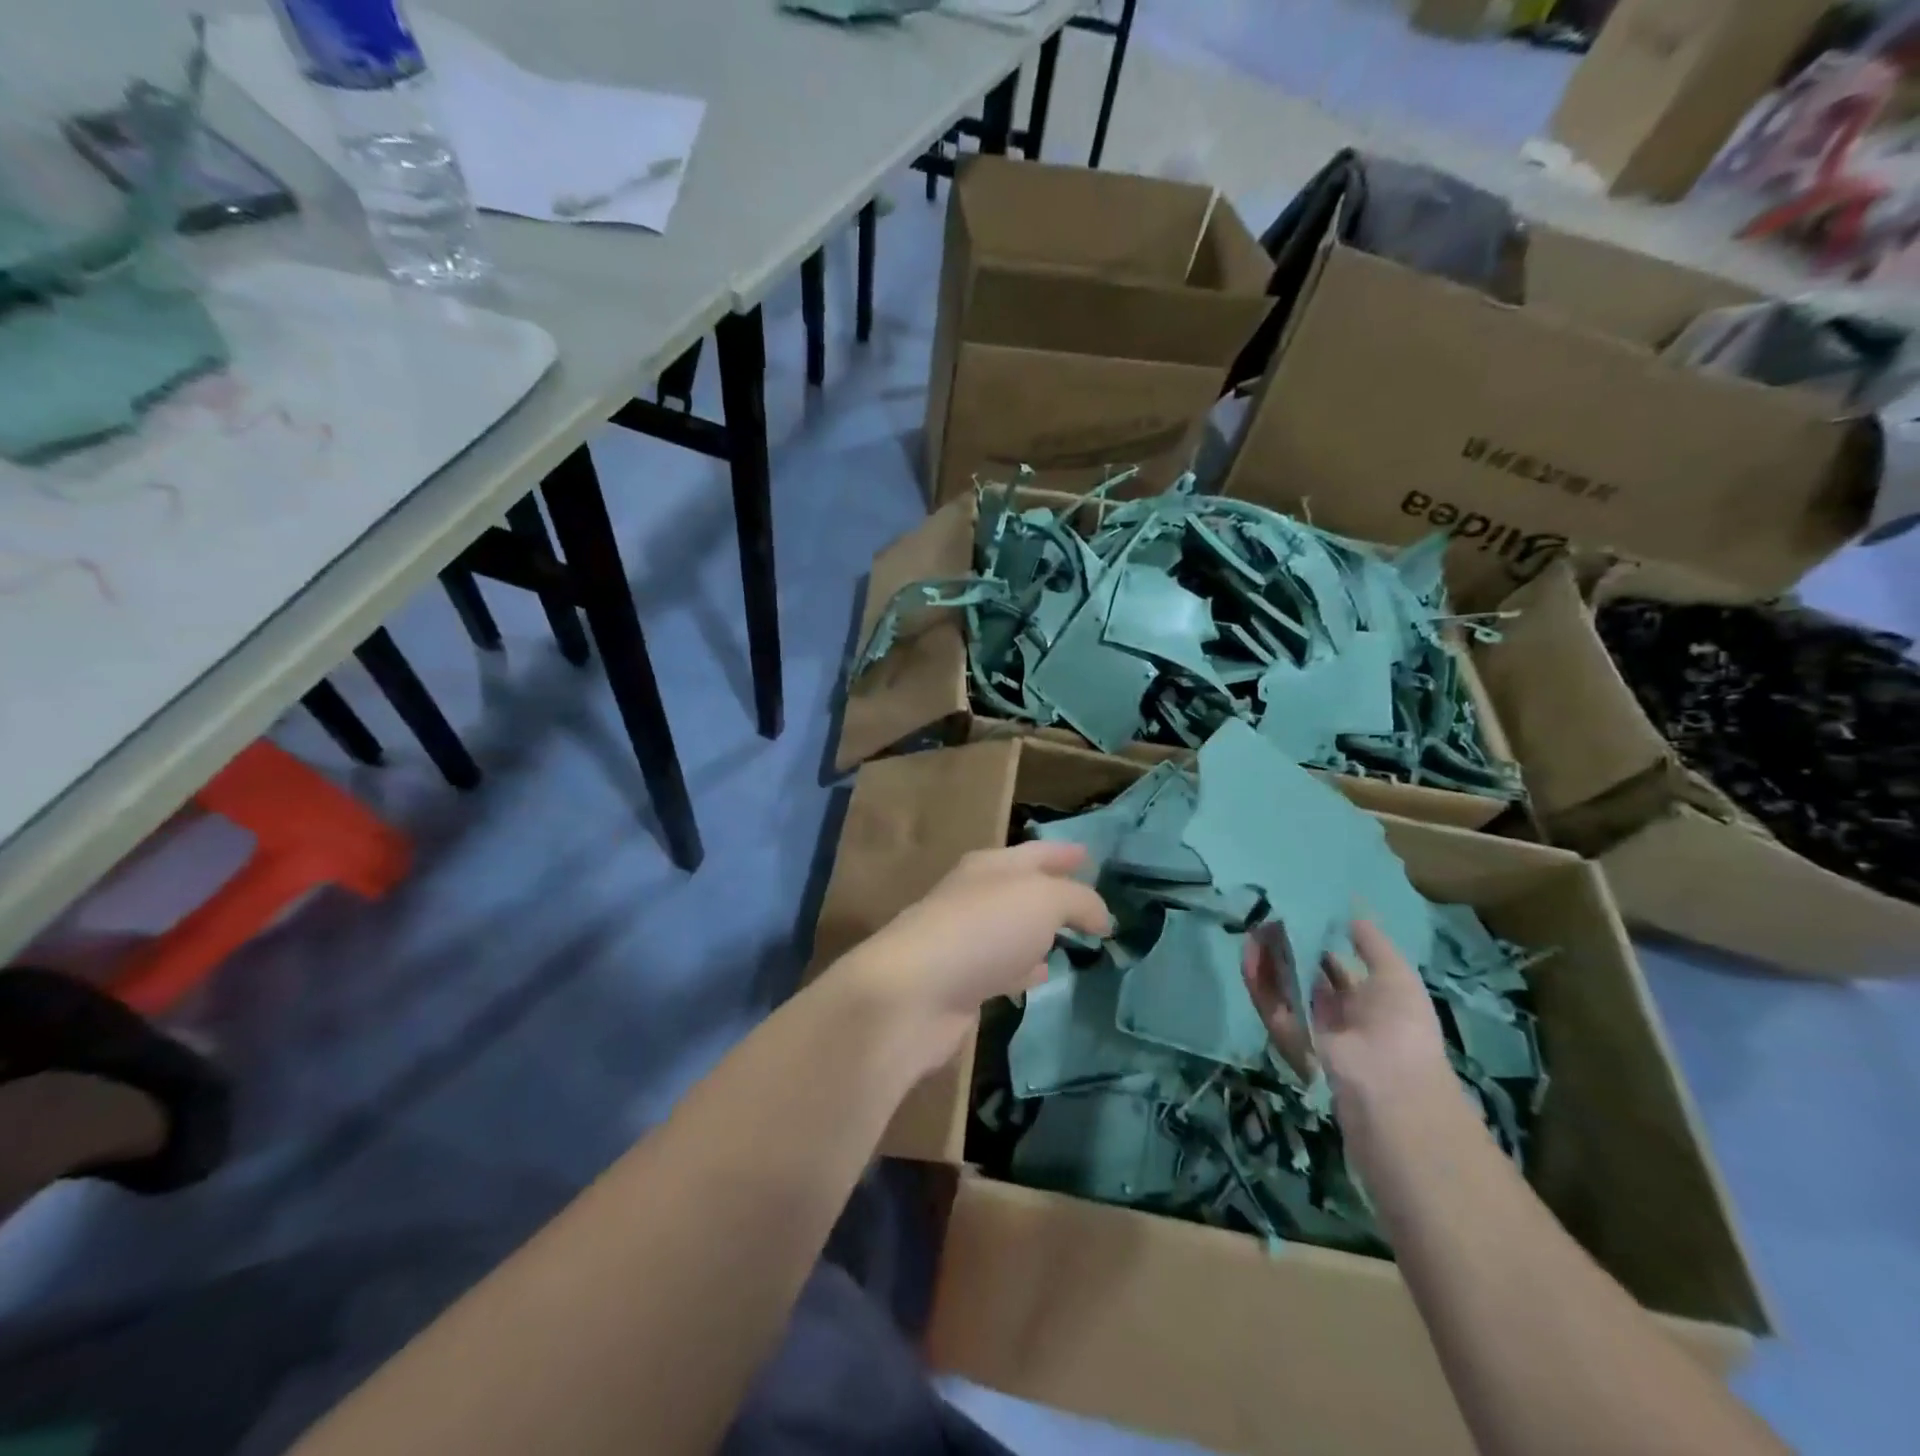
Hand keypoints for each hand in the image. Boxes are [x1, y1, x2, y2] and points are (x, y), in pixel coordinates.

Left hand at [832, 841, 1112, 1081]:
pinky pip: (1004, 967)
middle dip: (1054, 892)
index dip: (1064, 852)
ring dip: (1039, 932)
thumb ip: (1079, 901)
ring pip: (1013, 929)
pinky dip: (1025, 969)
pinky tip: (1042, 976)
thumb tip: (1102, 917)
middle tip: (1088, 903)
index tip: (1090, 855)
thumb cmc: (983, 930)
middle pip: (1022, 889)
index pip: (1036, 852)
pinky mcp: (962, 982)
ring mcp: (966, 940)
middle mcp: (975, 896)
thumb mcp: (1043, 899)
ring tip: (1071, 939)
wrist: (915, 993)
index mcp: (991, 866)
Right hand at [1242, 918, 1452, 1104]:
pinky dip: (1258, 981)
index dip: (1318, 943)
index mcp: (1367, 1001)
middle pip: (1304, 975)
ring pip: (1283, 989)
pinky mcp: (1288, 1038)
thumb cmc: (1402, 1027)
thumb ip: (1372, 945)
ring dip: (1267, 961)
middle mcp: (1337, 1014)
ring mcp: (1312, 1027)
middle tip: (1269, 920)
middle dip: (1287, 949)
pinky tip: (1250, 955)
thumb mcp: (1397, 977)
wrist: (1390, 1088)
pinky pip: (1270, 1006)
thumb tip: (1351, 913)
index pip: (1334, 968)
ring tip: (1253, 931)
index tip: (1300, 916)